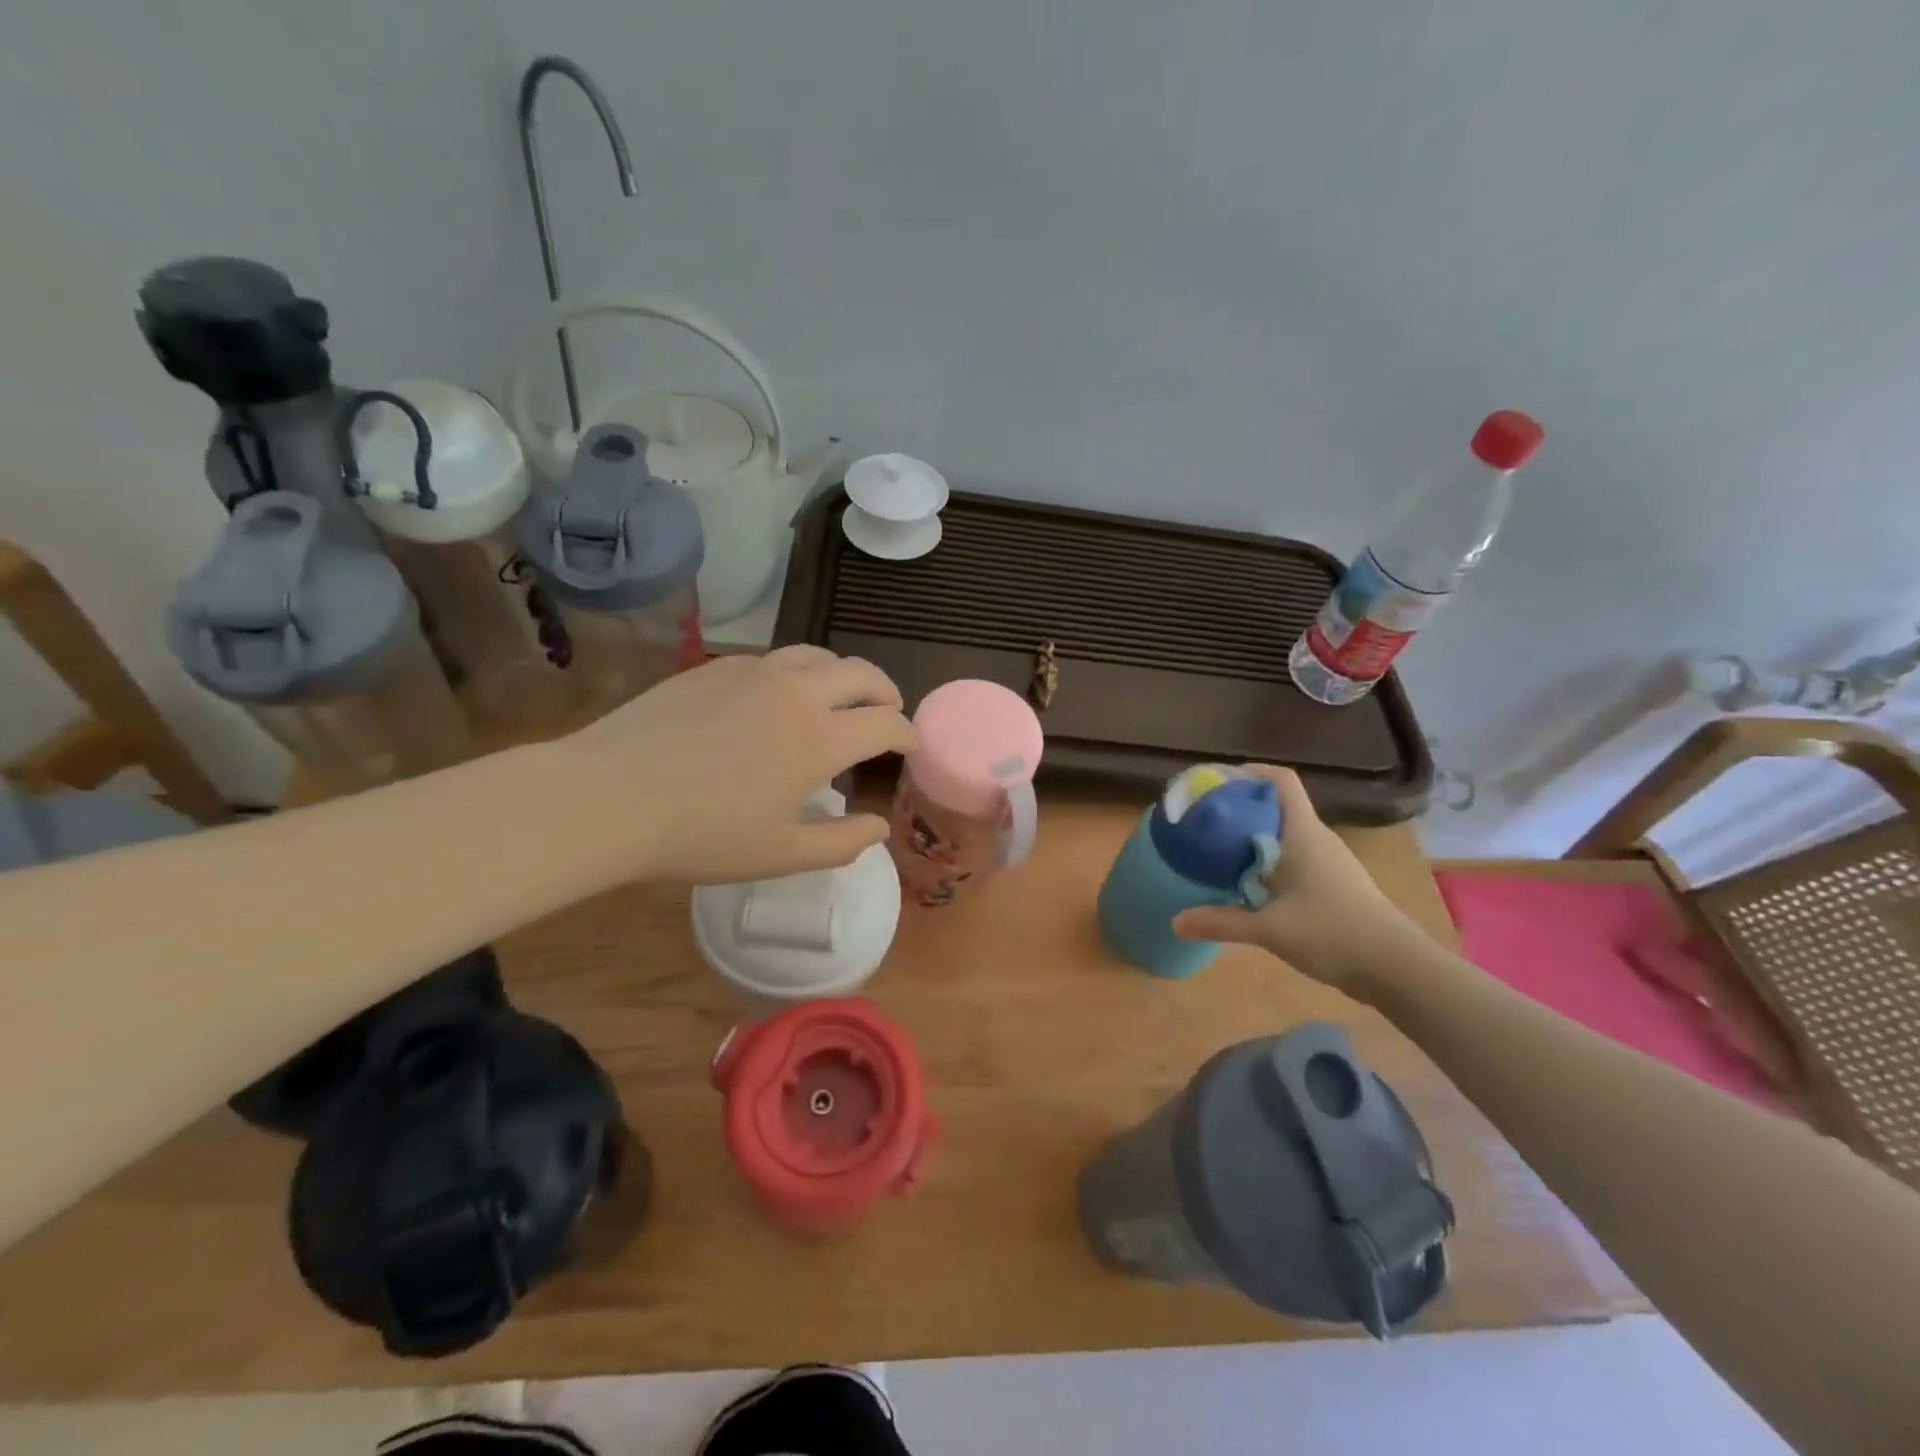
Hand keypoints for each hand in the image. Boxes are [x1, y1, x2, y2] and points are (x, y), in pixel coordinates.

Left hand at [550, 647, 917, 883]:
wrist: (608, 798)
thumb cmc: (701, 836)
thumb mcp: (781, 855)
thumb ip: (841, 842)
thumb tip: (880, 827)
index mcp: (819, 738)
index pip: (886, 723)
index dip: (907, 735)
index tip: (910, 746)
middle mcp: (796, 692)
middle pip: (861, 673)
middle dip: (886, 691)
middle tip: (888, 712)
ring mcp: (752, 673)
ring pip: (817, 656)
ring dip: (842, 675)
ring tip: (840, 697)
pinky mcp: (714, 668)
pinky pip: (772, 660)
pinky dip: (795, 674)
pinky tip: (777, 699)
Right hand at [1171, 765, 1430, 1002]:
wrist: (1396, 968)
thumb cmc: (1333, 933)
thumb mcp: (1270, 929)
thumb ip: (1221, 922)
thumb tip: (1175, 922)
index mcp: (1302, 832)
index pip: (1279, 780)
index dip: (1248, 772)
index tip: (1214, 782)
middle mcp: (1315, 837)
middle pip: (1274, 804)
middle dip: (1238, 806)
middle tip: (1203, 819)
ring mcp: (1327, 860)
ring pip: (1282, 832)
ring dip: (1251, 834)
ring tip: (1215, 848)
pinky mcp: (1332, 883)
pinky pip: (1291, 856)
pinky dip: (1265, 859)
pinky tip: (1246, 883)